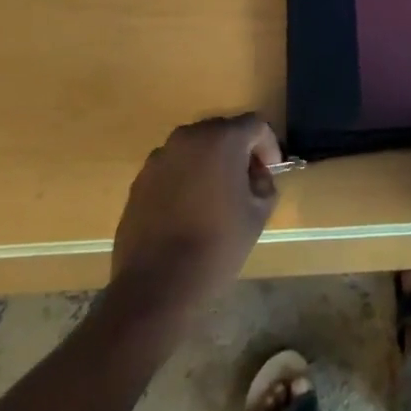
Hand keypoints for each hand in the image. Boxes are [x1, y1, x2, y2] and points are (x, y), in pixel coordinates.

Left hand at [111, 115, 282, 309]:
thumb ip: (265, 184)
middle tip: (247, 181)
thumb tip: (256, 175)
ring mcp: (160, 157)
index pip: (255, 125)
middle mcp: (189, 137)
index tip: (271, 171)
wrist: (157, 284)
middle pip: (222, 131)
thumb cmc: (217, 245)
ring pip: (195, 149)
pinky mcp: (140, 180)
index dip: (268, 145)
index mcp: (222, 139)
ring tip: (216, 196)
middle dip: (238, 151)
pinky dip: (185, 178)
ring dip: (210, 163)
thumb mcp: (258, 214)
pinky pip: (172, 168)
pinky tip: (189, 210)